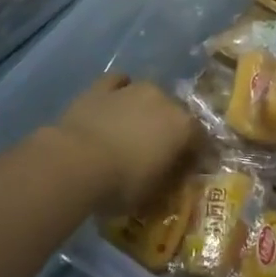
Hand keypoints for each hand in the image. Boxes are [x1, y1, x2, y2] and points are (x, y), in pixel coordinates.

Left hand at [53, 74, 198, 215]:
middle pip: (175, 112)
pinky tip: (113, 105)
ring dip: (146, 110)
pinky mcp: (102, 86)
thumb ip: (168, 178)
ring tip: (133, 129)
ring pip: (148, 94)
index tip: (188, 169)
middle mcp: (163, 99)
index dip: (196, 154)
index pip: (200, 138)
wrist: (75, 162)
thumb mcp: (152, 193)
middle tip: (158, 150)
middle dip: (170, 129)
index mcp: (183, 126)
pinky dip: (119, 91)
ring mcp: (131, 89)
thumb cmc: (121, 184)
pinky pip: (117, 83)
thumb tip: (174, 174)